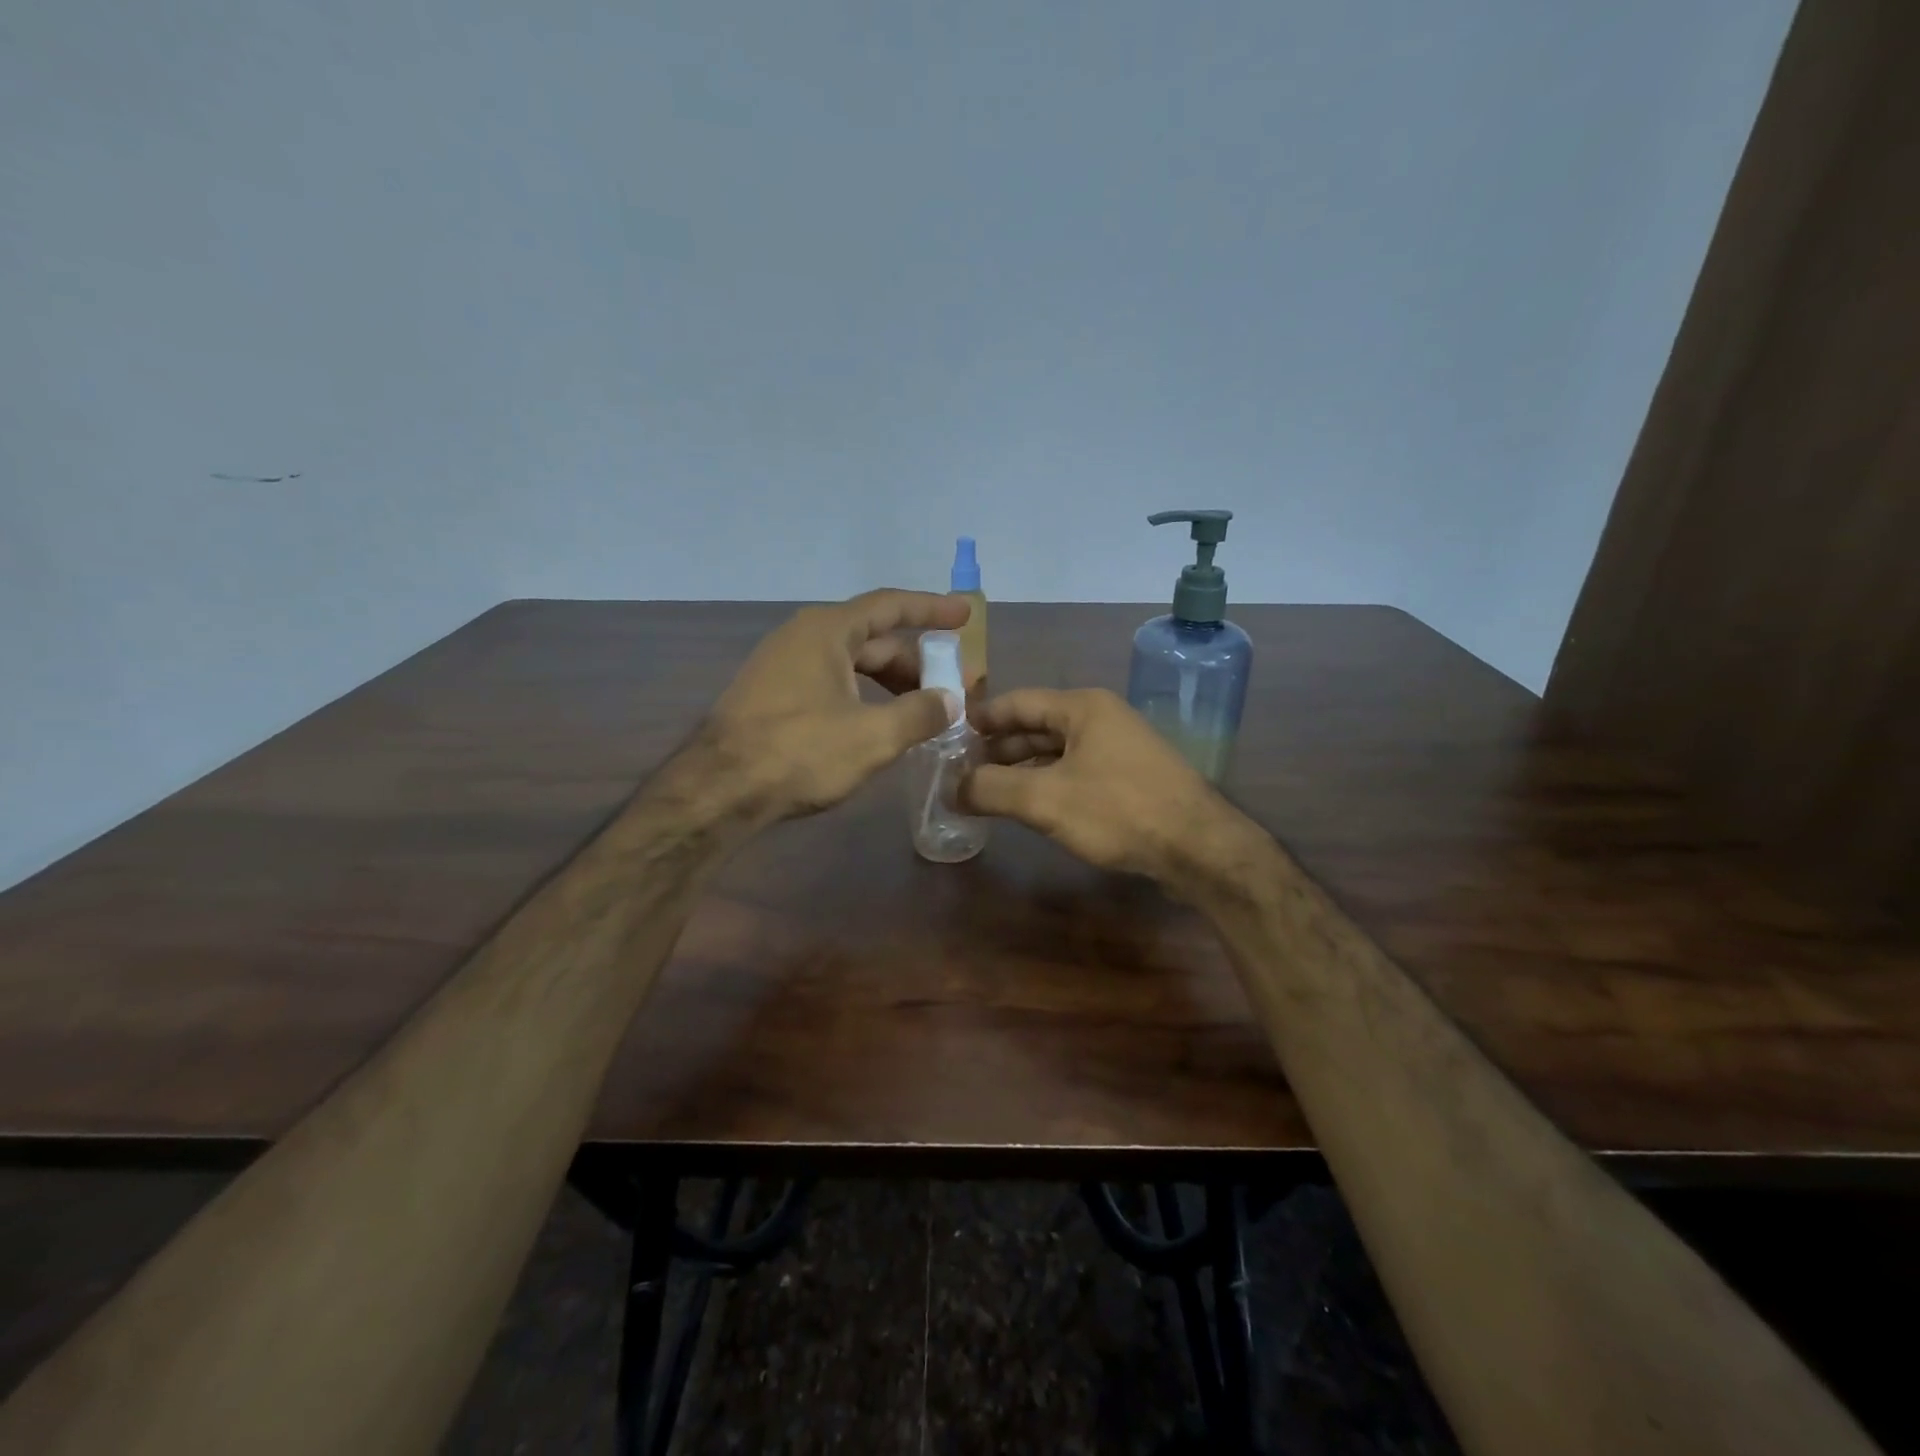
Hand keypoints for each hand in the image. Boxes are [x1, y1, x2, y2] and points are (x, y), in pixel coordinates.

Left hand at [704, 589, 969, 819]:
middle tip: (949, 688)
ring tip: (919, 713)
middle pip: (872, 639)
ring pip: (850, 665)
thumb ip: (919, 714)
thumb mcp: (873, 736)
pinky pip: (830, 683)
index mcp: (827, 631)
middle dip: (914, 662)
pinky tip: (877, 725)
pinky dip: (862, 696)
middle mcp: (803, 637)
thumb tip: (950, 701)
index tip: (964, 617)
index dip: (931, 609)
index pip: (890, 606)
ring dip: (888, 683)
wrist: (718, 790)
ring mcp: (782, 666)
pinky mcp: (771, 696)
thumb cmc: (800, 752)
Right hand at [961, 687, 1264, 891]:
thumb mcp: (1045, 799)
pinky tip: (1028, 806)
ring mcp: (1118, 749)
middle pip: (1036, 726)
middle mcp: (1101, 719)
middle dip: (998, 748)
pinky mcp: (1129, 779)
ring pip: (1056, 752)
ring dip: (1021, 769)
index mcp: (1082, 707)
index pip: (1017, 702)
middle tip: (959, 769)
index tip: (948, 734)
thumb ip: (991, 789)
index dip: (981, 718)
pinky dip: (1046, 784)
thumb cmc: (1119, 810)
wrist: (1199, 848)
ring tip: (985, 791)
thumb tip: (950, 788)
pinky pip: (1075, 772)